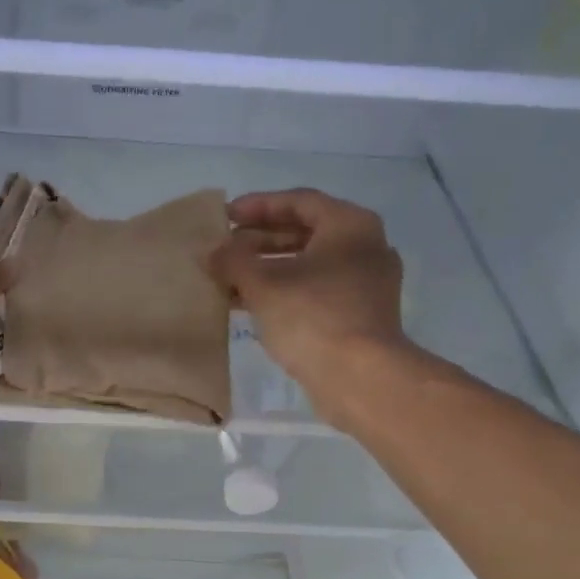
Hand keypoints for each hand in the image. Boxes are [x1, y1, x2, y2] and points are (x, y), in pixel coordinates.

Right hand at [211, 189, 414, 410]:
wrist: (360, 377)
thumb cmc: (312, 317)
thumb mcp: (262, 283)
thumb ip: (233, 260)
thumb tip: (213, 251)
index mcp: (349, 225)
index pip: (298, 201)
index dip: (257, 206)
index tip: (225, 216)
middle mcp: (365, 246)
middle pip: (305, 232)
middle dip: (260, 240)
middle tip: (225, 249)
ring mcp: (366, 283)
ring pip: (309, 264)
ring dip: (268, 269)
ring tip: (229, 279)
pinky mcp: (360, 314)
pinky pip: (316, 290)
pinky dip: (284, 291)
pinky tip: (251, 305)